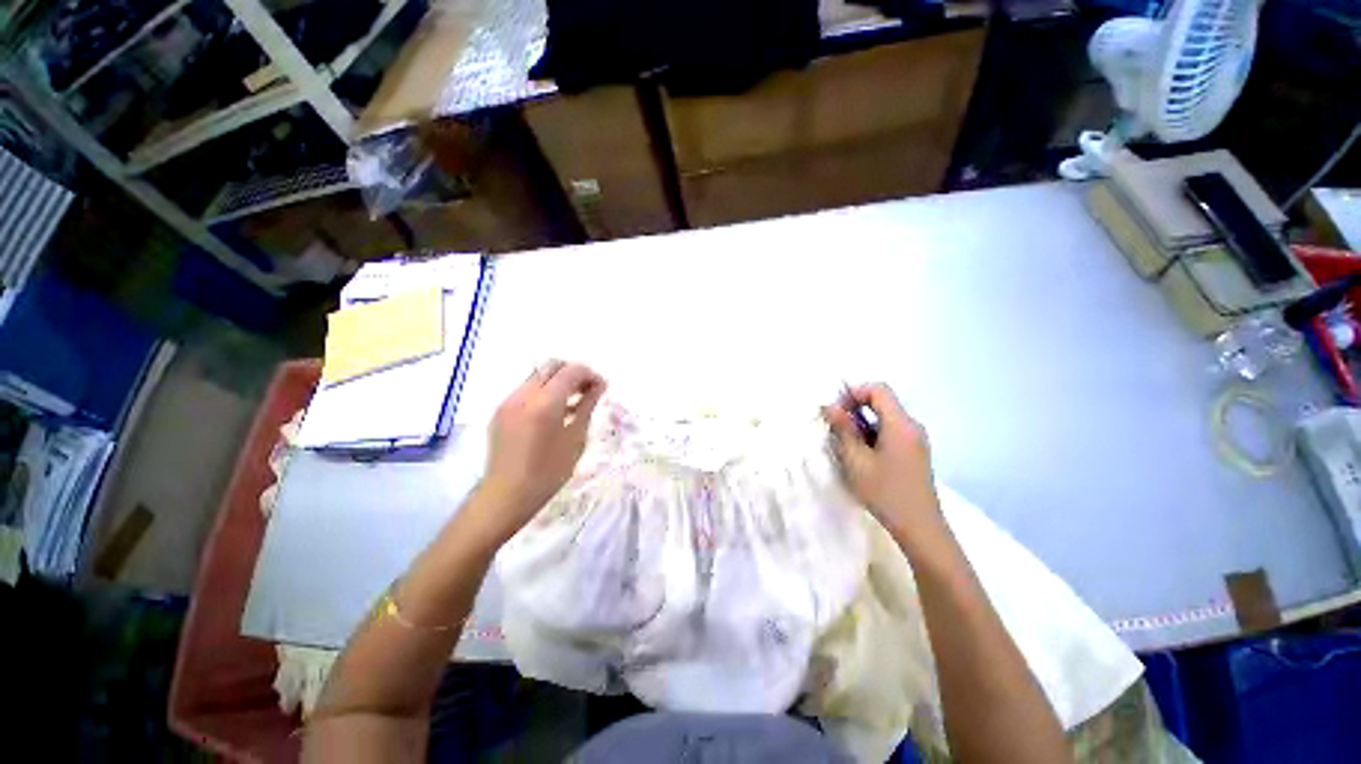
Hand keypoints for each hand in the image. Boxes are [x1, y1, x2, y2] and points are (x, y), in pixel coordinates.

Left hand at [477, 360, 605, 538]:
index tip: (601, 387)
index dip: (589, 374)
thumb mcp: (576, 439)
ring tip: (573, 401)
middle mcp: (523, 395)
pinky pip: (526, 389)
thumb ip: (587, 406)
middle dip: (573, 372)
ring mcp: (508, 401)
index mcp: (545, 403)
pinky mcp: (500, 410)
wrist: (506, 495)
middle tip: (588, 390)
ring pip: (537, 375)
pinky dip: (543, 391)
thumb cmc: (549, 472)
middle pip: (551, 365)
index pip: (570, 371)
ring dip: (558, 380)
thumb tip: (598, 386)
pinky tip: (554, 412)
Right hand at [823, 383, 943, 543]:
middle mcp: (912, 426)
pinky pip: (891, 431)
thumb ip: (843, 429)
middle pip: (882, 402)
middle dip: (855, 409)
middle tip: (836, 429)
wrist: (919, 527)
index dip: (854, 393)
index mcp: (900, 424)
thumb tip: (830, 406)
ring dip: (862, 424)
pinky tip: (862, 456)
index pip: (878, 389)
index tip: (837, 412)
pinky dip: (872, 434)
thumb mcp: (856, 460)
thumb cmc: (885, 491)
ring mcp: (916, 439)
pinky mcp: (915, 452)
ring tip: (846, 445)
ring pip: (885, 417)